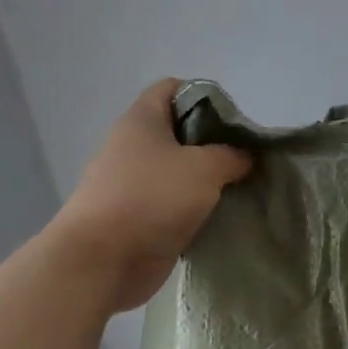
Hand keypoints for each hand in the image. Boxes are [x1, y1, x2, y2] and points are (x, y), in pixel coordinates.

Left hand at [55, 79, 252, 311]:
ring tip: (238, 189)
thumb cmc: (152, 198)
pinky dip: (195, 208)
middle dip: (214, 143)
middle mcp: (133, 146)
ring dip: (207, 180)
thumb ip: (232, 155)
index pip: (173, 88)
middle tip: (244, 159)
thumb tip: (245, 157)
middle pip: (179, 131)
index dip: (205, 95)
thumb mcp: (205, 167)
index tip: (234, 121)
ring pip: (178, 170)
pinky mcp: (137, 217)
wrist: (103, 261)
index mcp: (142, 120)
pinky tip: (220, 217)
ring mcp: (132, 183)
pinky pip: (173, 203)